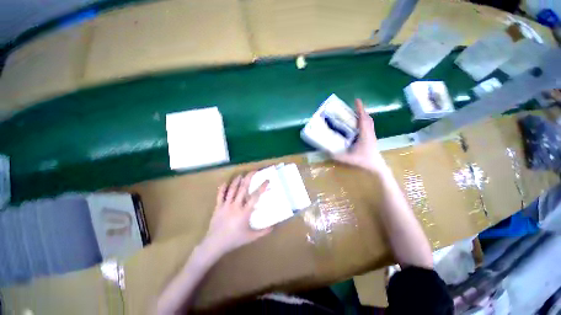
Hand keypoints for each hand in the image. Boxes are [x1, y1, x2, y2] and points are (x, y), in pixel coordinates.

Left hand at [200, 172, 270, 257]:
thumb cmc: (234, 240)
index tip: (267, 180)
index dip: (262, 187)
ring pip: (232, 189)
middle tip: (253, 171)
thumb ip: (263, 232)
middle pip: (243, 188)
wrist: (215, 244)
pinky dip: (222, 188)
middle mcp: (236, 205)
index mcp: (245, 212)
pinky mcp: (218, 207)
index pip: (255, 196)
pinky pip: (220, 195)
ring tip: (241, 174)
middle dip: (249, 178)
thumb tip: (274, 227)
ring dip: (237, 181)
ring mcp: (226, 205)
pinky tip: (225, 182)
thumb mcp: (251, 237)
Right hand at [333, 99, 387, 173]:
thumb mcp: (348, 159)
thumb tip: (325, 151)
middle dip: (361, 110)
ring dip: (363, 115)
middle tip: (353, 106)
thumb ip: (336, 156)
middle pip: (367, 118)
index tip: (356, 100)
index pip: (363, 118)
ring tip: (355, 113)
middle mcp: (369, 132)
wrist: (376, 165)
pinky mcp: (372, 137)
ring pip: (369, 121)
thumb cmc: (364, 160)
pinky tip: (358, 124)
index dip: (360, 109)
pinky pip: (369, 125)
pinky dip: (364, 121)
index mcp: (365, 134)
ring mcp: (372, 134)